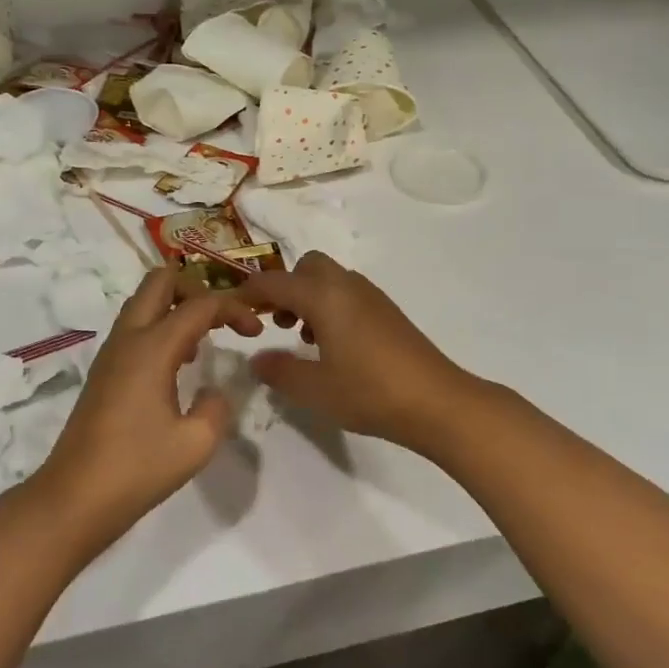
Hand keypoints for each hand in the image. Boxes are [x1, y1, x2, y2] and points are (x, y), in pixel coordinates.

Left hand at [32, 268, 262, 546]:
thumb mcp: (196, 444)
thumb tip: (212, 392)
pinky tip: (180, 364)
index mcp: (152, 348)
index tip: (256, 331)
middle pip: (161, 281)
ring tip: (204, 341)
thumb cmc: (136, 470)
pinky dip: (161, 327)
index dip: (234, 309)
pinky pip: (136, 327)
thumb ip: (216, 408)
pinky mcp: (104, 371)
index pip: (200, 305)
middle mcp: (128, 338)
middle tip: (222, 318)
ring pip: (144, 302)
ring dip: (177, 307)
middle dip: (198, 288)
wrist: (73, 499)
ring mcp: (111, 353)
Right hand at [240, 254, 480, 449]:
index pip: (274, 282)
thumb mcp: (315, 389)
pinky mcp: (387, 311)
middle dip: (285, 288)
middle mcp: (346, 285)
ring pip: (329, 279)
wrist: (437, 401)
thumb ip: (280, 371)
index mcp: (324, 296)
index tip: (232, 310)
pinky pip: (347, 293)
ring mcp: (371, 296)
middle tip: (276, 323)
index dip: (248, 293)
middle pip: (306, 266)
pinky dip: (330, 306)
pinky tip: (333, 346)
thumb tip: (257, 359)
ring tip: (303, 338)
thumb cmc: (370, 392)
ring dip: (308, 297)